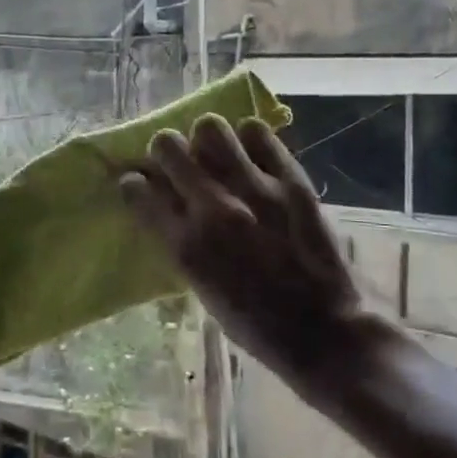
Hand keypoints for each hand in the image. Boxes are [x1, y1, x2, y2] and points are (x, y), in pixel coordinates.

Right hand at [119, 115, 392, 400]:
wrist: (322, 330)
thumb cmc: (254, 322)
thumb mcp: (200, 286)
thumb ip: (180, 241)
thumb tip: (167, 205)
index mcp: (185, 245)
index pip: (137, 189)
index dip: (134, 182)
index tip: (141, 184)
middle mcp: (213, 209)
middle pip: (167, 145)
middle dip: (165, 150)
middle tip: (178, 162)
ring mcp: (254, 190)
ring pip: (210, 127)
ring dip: (206, 138)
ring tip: (217, 153)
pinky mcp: (291, 181)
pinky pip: (258, 133)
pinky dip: (250, 139)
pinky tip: (252, 155)